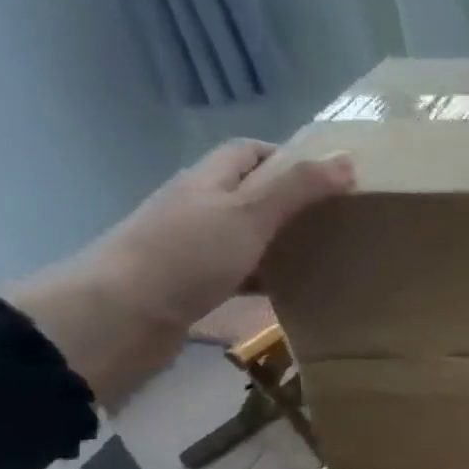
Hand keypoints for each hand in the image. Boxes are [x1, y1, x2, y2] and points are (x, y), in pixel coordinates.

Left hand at [7, 140, 352, 406]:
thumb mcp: (249, 214)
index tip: (332, 179)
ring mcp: (193, 248)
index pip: (248, 151)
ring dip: (282, 243)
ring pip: (248, 236)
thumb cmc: (186, 255)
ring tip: (325, 257)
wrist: (120, 317)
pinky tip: (292, 293)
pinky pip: (241, 275)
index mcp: (208, 180)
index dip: (289, 157)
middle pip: (251, 193)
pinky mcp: (194, 286)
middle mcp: (198, 207)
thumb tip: (347, 159)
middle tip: (337, 220)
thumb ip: (297, 188)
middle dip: (293, 202)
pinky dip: (267, 280)